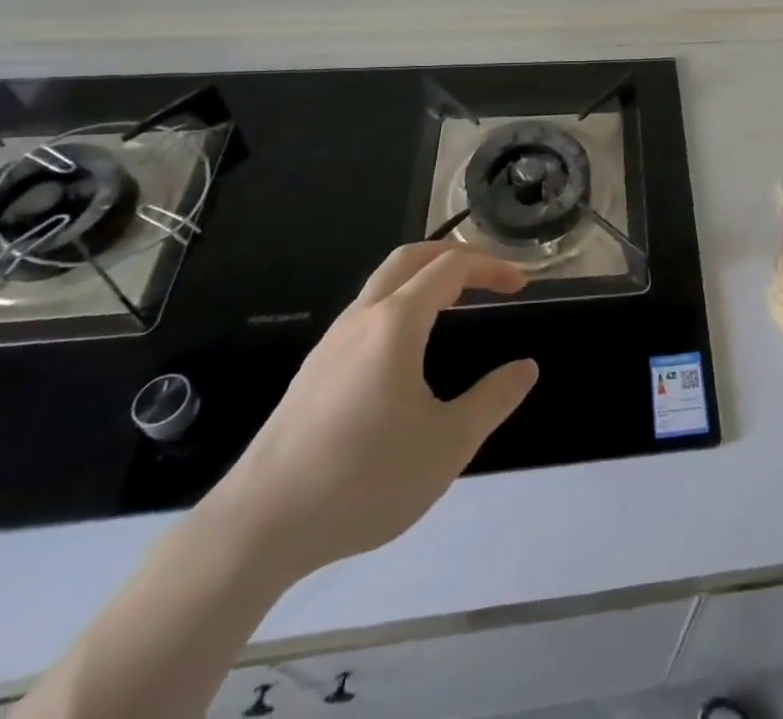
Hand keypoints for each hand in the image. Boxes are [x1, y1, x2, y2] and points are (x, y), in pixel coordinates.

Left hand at [207, 245, 538, 580]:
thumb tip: (526, 368)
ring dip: (423, 278)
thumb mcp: (447, 444)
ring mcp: (331, 344)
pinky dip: (400, 305)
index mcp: (396, 323)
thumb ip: (493, 400)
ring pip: (382, 284)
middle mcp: (361, 319)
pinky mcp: (313, 372)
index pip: (452, 267)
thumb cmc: (362, 478)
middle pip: (409, 258)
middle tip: (488, 275)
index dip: (491, 267)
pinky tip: (407, 351)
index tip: (521, 284)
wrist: (257, 528)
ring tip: (455, 304)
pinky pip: (365, 314)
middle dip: (454, 254)